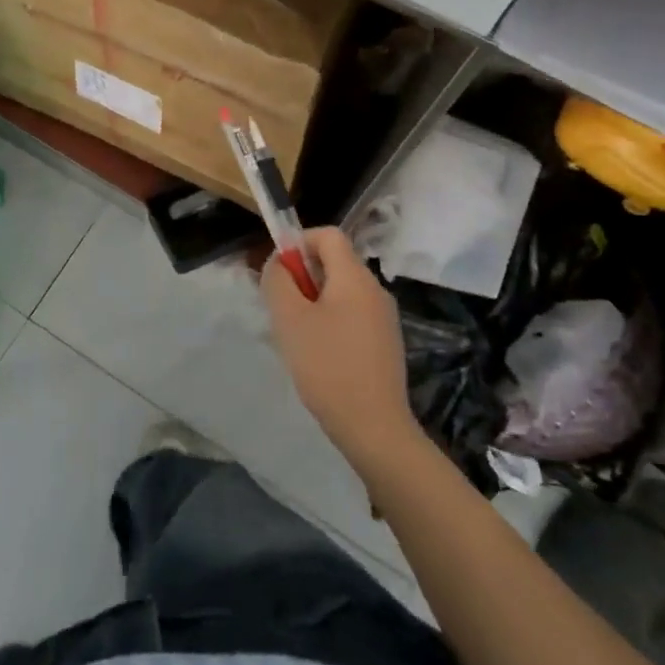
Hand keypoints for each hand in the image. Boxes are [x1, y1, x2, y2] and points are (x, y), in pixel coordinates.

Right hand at [262, 228, 423, 475]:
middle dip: (303, 277)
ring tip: (298, 337)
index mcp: (355, 277)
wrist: (375, 429)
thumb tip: (279, 263)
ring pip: (341, 291)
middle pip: (334, 262)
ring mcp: (384, 318)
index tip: (280, 272)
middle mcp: (375, 289)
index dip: (299, 242)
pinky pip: (352, 315)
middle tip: (282, 309)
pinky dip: (331, 322)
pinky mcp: (386, 343)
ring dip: (314, 302)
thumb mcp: (290, 319)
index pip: (327, 234)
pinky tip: (319, 356)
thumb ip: (279, 280)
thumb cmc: (328, 367)